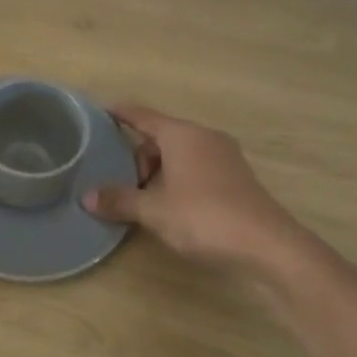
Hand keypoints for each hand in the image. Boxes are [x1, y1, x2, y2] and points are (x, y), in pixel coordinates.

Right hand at [83, 104, 311, 269]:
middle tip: (124, 185)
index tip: (102, 110)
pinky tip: (173, 207)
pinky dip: (179, 180)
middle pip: (161, 138)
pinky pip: (197, 169)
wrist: (269, 247)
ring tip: (146, 201)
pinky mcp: (237, 179)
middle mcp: (204, 138)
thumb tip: (87, 197)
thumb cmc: (204, 217)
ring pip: (180, 155)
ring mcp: (225, 157)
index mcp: (182, 135)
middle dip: (138, 157)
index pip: (142, 116)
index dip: (120, 113)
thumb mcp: (154, 211)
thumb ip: (120, 200)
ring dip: (159, 172)